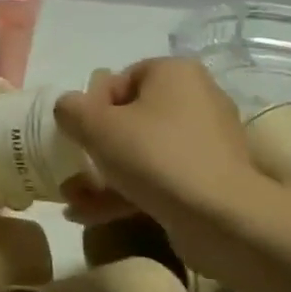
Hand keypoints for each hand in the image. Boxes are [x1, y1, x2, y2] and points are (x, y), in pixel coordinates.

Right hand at [54, 59, 269, 244]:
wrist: (221, 218)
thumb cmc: (155, 155)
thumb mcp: (96, 125)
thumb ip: (70, 109)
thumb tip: (68, 109)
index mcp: (175, 73)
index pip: (120, 80)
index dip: (92, 107)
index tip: (80, 134)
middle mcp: (197, 99)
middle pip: (130, 118)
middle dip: (96, 147)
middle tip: (74, 168)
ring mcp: (207, 142)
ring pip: (143, 152)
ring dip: (105, 174)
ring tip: (73, 199)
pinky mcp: (210, 179)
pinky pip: (160, 177)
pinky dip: (128, 192)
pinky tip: (91, 214)